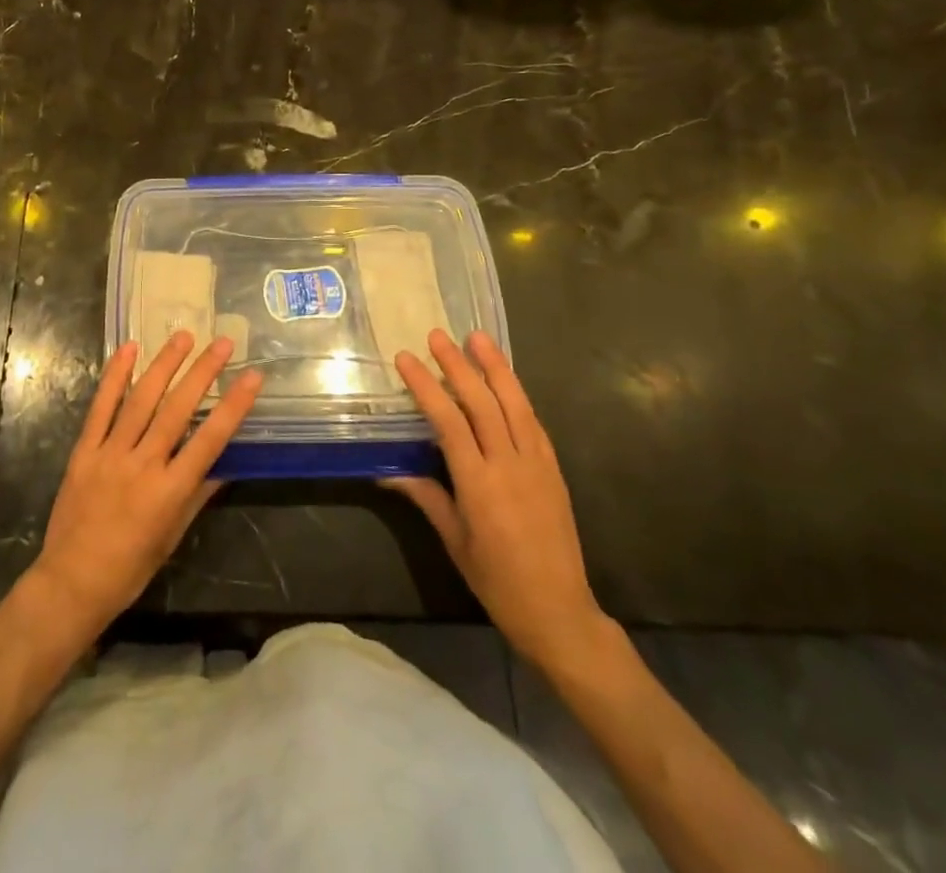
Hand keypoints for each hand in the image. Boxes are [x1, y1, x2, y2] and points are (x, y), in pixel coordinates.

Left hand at [26, 333, 262, 640]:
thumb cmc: (130, 568)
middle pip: (178, 409)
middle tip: (222, 343)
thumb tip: (226, 463)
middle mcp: (143, 465)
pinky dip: (115, 376)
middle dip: (203, 372)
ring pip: (141, 400)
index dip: (234, 405)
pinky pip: (101, 407)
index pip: (210, 439)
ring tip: (183, 336)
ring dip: (164, 364)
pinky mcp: (84, 450)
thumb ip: (198, 494)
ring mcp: (110, 453)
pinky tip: (129, 349)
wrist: (71, 582)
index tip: (252, 376)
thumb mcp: (173, 536)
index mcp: (170, 491)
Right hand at [384, 330, 607, 676]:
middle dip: (458, 365)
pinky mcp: (554, 469)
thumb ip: (425, 496)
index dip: (427, 386)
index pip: (449, 421)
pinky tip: (505, 380)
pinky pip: (533, 422)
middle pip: (482, 403)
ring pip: (515, 404)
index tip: (406, 359)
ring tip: (477, 337)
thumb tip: (387, 472)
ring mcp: (537, 464)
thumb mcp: (453, 540)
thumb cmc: (496, 580)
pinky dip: (517, 395)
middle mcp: (510, 465)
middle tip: (437, 335)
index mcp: (479, 484)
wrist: (558, 610)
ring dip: (495, 368)